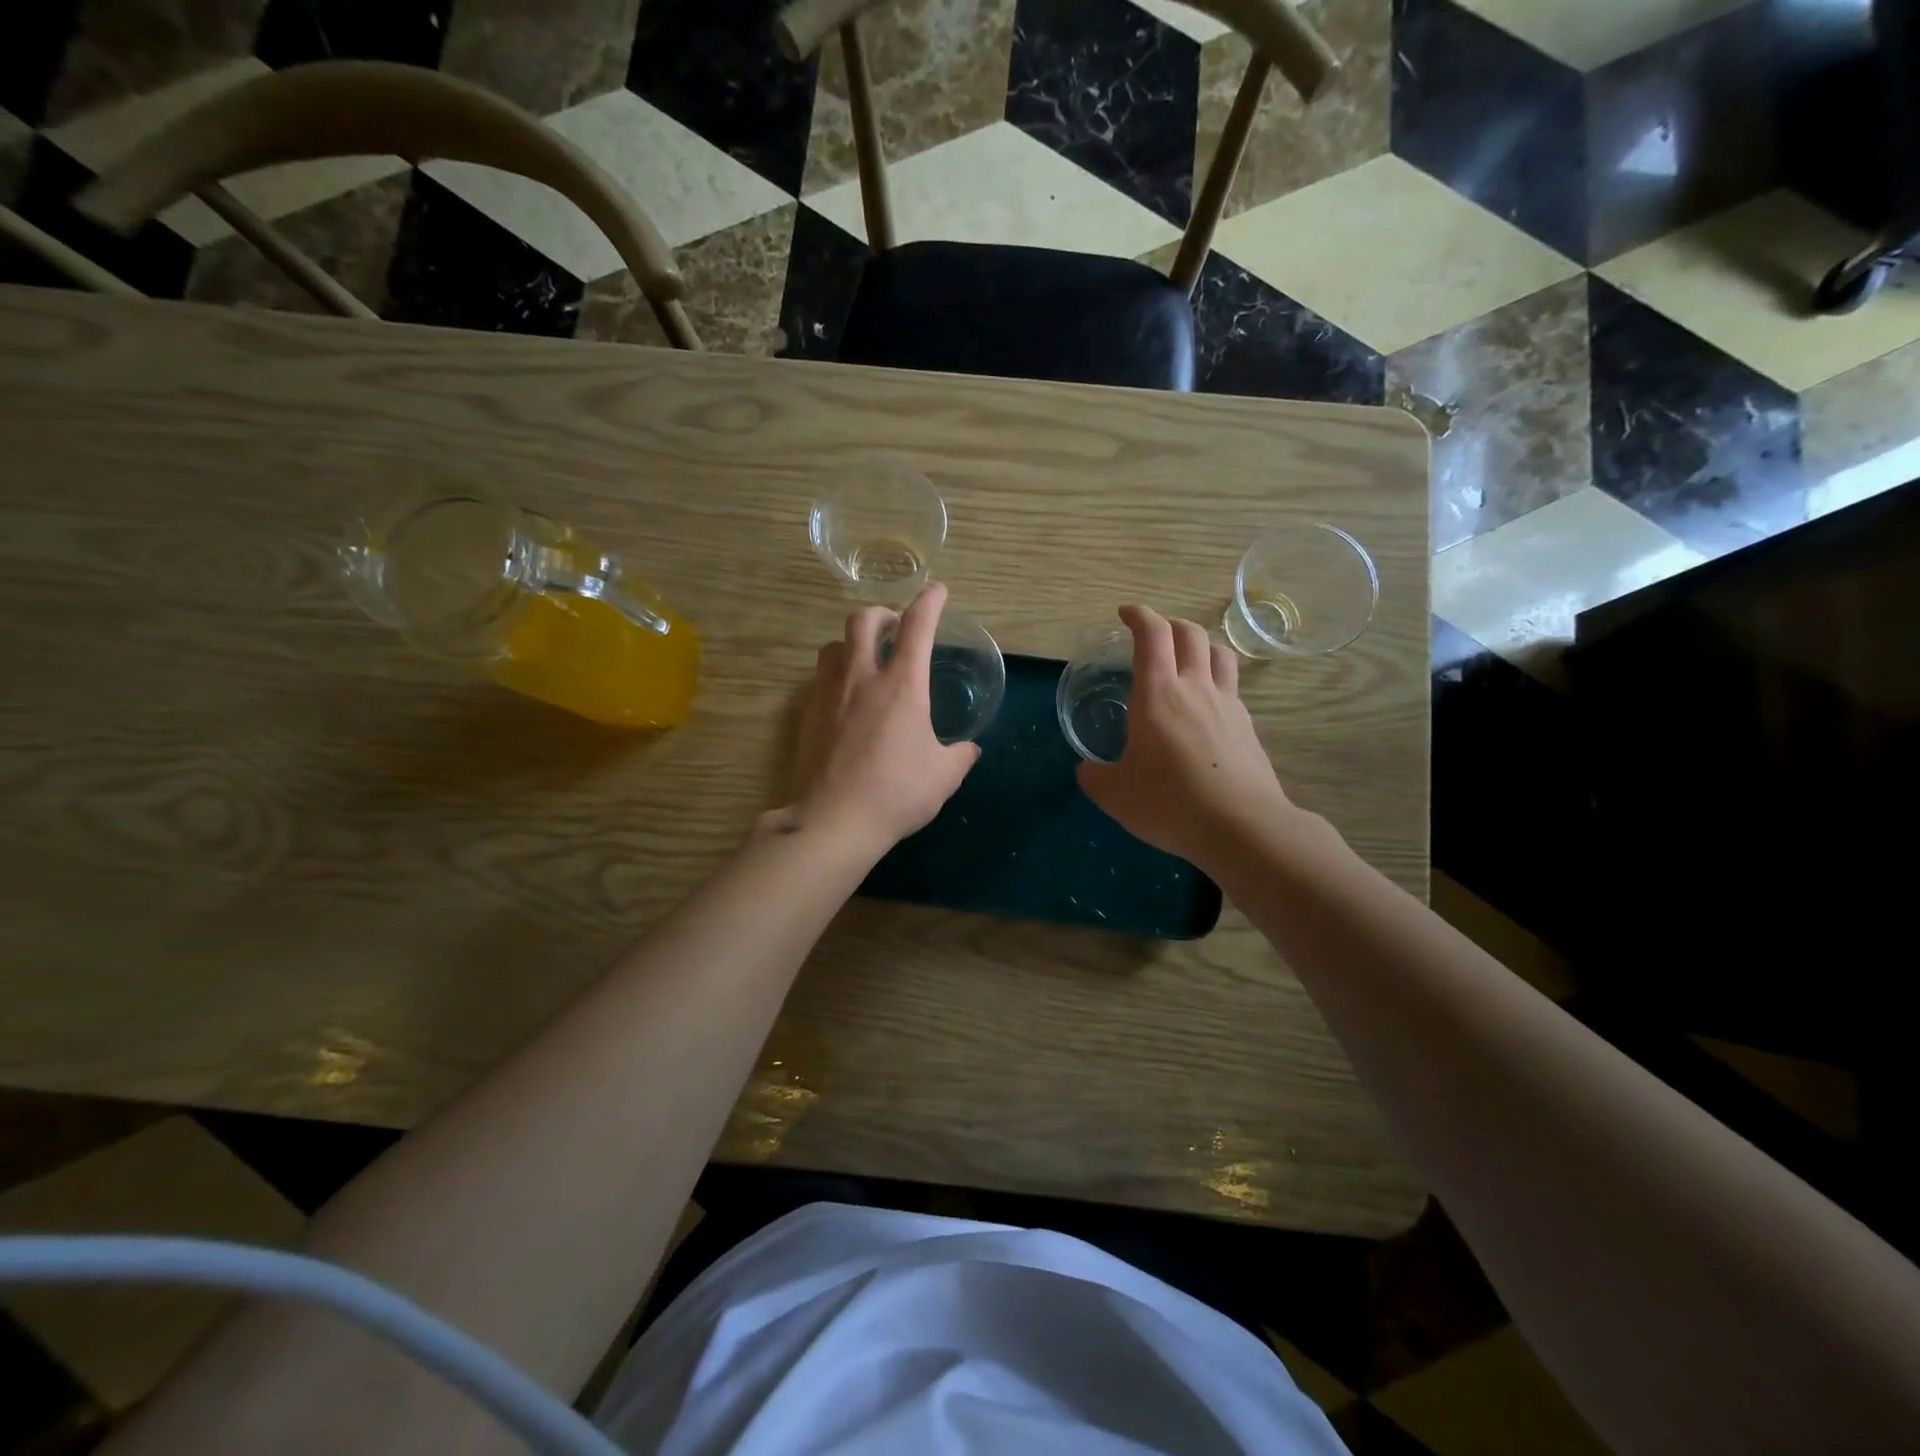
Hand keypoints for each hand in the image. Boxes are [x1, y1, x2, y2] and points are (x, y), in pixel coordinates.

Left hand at [786, 582, 980, 854]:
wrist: (833, 820)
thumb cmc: (896, 793)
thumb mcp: (943, 776)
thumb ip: (960, 755)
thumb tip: (969, 749)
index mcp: (902, 685)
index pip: (917, 626)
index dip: (930, 602)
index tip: (937, 591)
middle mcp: (862, 677)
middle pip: (863, 620)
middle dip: (882, 612)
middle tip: (895, 627)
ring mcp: (829, 694)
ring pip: (834, 645)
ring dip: (853, 642)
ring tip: (866, 659)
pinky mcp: (808, 714)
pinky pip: (821, 677)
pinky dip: (837, 673)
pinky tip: (846, 697)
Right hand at [1076, 605, 1293, 866]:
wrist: (1242, 827)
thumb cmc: (1170, 803)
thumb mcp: (1115, 795)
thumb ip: (1095, 776)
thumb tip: (1087, 769)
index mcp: (1157, 694)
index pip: (1152, 634)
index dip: (1138, 616)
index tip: (1125, 614)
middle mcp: (1195, 687)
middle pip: (1189, 633)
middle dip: (1168, 624)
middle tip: (1151, 636)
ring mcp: (1227, 704)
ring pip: (1218, 652)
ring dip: (1199, 645)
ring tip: (1184, 659)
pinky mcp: (1247, 726)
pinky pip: (1230, 686)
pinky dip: (1215, 679)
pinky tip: (1204, 705)